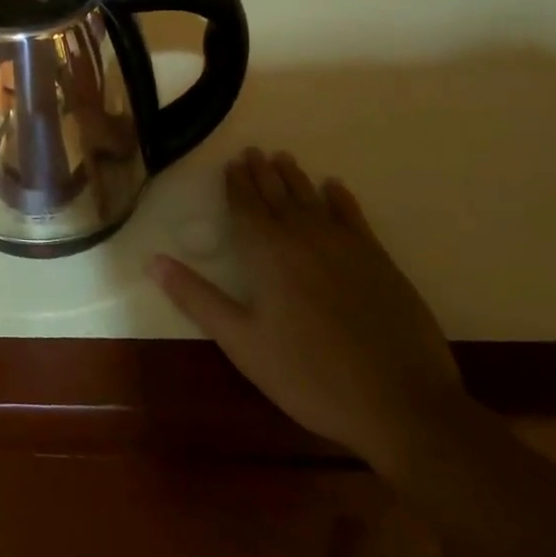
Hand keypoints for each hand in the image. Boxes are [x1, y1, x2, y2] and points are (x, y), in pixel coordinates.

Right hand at [150, 149, 465, 470]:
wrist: (403, 405)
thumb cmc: (311, 376)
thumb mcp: (243, 343)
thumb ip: (197, 299)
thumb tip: (152, 261)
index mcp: (267, 253)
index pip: (246, 206)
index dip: (236, 184)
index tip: (232, 163)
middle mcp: (303, 237)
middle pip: (277, 195)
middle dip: (262, 173)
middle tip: (254, 151)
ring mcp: (345, 246)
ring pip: (312, 199)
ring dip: (294, 178)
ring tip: (283, 159)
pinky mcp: (379, 261)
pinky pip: (354, 217)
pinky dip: (341, 199)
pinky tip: (334, 188)